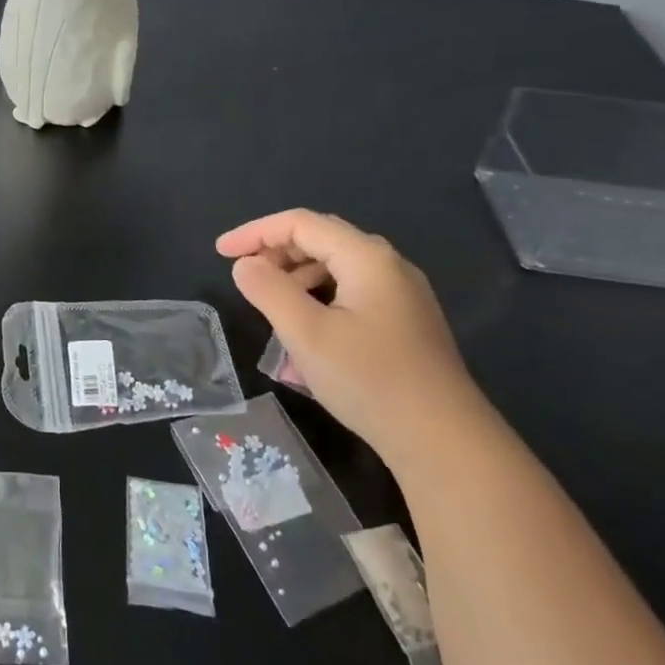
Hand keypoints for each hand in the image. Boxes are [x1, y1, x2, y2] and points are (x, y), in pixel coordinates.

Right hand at [218, 210, 495, 466]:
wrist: (444, 441)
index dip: (255, 232)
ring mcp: (401, 296)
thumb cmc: (370, 380)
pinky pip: (351, 295)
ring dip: (296, 279)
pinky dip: (319, 301)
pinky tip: (304, 335)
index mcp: (367, 258)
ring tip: (269, 308)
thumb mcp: (306, 333)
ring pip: (337, 269)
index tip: (220, 253)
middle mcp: (388, 266)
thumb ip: (269, 290)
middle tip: (243, 276)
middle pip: (321, 240)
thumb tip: (245, 264)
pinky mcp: (405, 324)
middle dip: (276, 252)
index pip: (301, 223)